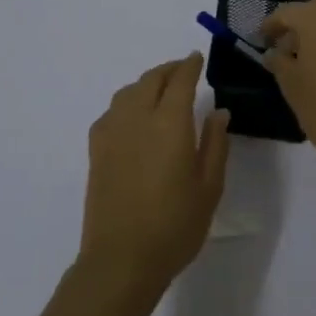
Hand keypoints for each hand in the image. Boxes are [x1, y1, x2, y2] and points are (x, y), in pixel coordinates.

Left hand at [80, 53, 230, 292]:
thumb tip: (218, 112)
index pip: (180, 81)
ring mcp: (112, 132)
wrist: (121, 258)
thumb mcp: (209, 187)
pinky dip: (127, 102)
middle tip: (182, 70)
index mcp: (169, 123)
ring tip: (160, 90)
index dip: (189, 65)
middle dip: (168, 70)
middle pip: (151, 79)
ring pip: (128, 92)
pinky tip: (134, 117)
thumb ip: (214, 144)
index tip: (197, 57)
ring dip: (146, 83)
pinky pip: (112, 111)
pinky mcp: (96, 149)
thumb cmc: (175, 226)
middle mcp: (137, 118)